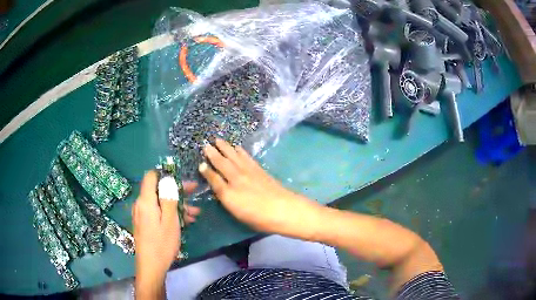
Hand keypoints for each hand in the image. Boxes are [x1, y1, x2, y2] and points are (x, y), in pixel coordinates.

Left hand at [132, 171, 200, 298]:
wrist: (151, 266)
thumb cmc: (162, 244)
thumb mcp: (170, 221)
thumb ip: (169, 198)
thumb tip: (168, 179)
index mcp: (145, 201)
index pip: (151, 176)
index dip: (165, 174)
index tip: (181, 178)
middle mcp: (141, 204)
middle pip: (158, 190)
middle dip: (176, 191)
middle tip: (194, 193)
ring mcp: (142, 215)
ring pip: (160, 202)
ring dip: (176, 205)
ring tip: (195, 213)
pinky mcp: (144, 223)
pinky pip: (157, 212)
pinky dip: (170, 214)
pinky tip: (185, 221)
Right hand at [199, 139, 321, 239]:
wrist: (284, 209)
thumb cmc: (258, 217)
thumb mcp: (235, 211)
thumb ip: (223, 195)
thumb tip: (214, 183)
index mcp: (229, 191)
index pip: (214, 178)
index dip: (206, 171)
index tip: (200, 163)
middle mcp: (237, 178)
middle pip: (223, 163)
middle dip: (213, 153)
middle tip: (206, 144)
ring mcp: (250, 172)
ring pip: (234, 157)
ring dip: (226, 148)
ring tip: (219, 140)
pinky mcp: (260, 171)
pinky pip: (247, 157)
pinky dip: (241, 151)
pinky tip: (238, 147)